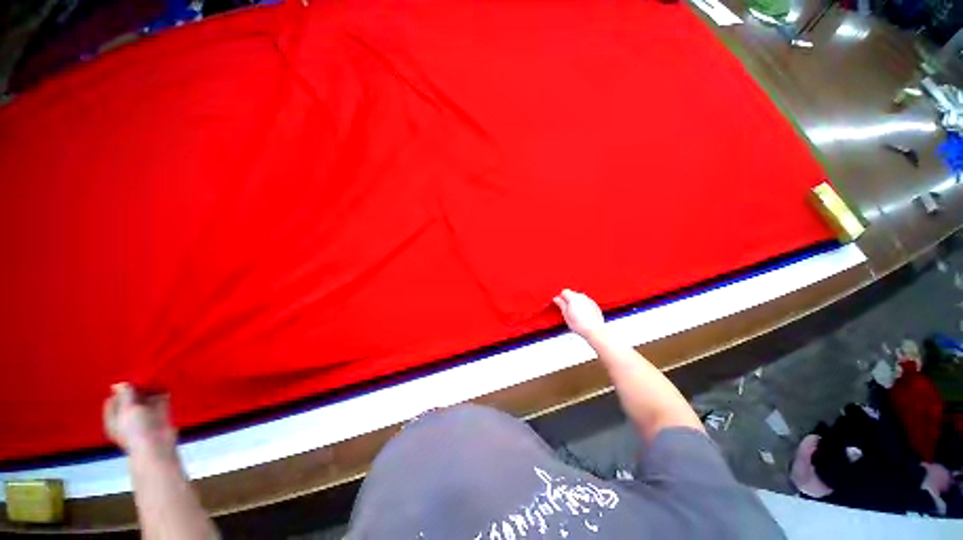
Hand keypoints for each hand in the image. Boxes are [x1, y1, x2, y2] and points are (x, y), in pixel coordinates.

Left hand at [103, 383, 176, 456]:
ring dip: (151, 389)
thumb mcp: (127, 410)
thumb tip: (119, 383)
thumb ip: (124, 395)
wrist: (157, 445)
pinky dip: (163, 392)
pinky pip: (161, 399)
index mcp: (114, 418)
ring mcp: (145, 415)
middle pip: (131, 398)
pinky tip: (166, 383)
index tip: (129, 381)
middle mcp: (128, 416)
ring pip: (147, 398)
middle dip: (137, 388)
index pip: (113, 400)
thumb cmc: (136, 429)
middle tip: (144, 375)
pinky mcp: (160, 414)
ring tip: (155, 376)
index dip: (120, 390)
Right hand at [553, 289, 604, 338]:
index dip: (561, 297)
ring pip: (579, 298)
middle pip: (572, 294)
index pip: (564, 292)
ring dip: (576, 302)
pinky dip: (583, 305)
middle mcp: (582, 297)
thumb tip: (556, 299)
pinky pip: (586, 302)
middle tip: (567, 310)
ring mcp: (589, 300)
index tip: (560, 303)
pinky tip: (582, 314)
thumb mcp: (565, 314)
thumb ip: (561, 304)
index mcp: (573, 298)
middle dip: (569, 300)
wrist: (594, 330)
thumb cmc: (580, 324)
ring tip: (576, 313)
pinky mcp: (594, 305)